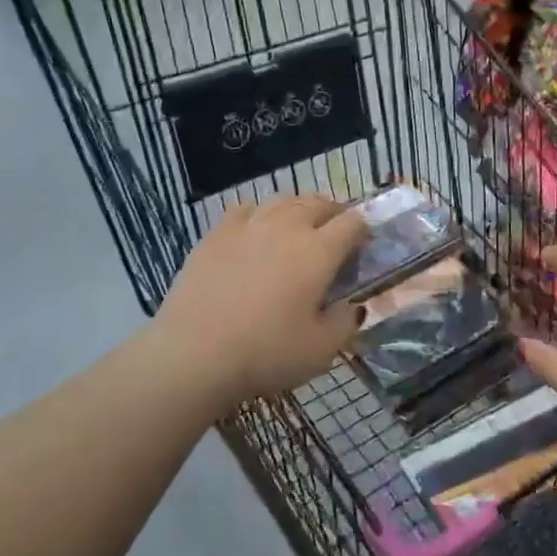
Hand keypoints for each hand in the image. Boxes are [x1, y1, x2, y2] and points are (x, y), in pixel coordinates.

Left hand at [153, 195, 366, 408]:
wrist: (194, 355)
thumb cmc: (265, 353)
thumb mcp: (321, 351)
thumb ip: (346, 323)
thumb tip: (352, 307)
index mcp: (318, 251)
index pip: (352, 223)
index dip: (363, 232)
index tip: (361, 251)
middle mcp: (286, 226)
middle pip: (319, 202)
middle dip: (333, 215)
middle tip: (333, 239)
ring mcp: (248, 225)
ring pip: (283, 200)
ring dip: (298, 210)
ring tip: (297, 231)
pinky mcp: (216, 233)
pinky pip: (246, 209)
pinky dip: (259, 215)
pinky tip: (255, 232)